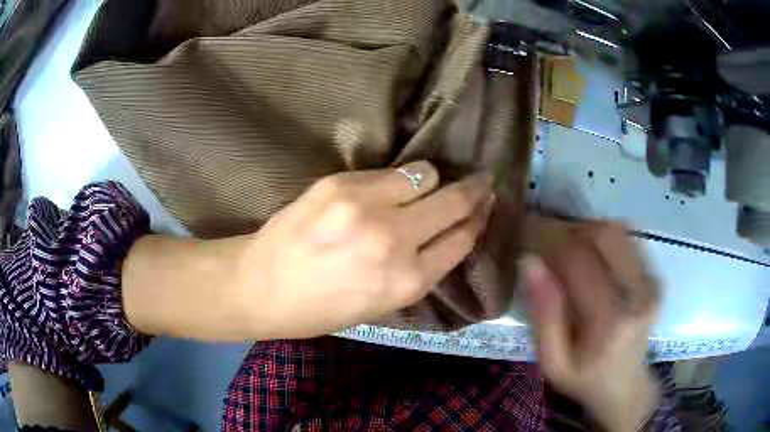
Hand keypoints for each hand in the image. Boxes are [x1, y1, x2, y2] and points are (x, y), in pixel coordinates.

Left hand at [237, 161, 494, 338]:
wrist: (261, 285)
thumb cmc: (320, 309)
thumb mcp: (380, 305)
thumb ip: (418, 270)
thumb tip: (445, 235)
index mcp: (407, 282)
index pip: (462, 240)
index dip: (478, 220)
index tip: (486, 206)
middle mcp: (395, 240)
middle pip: (454, 201)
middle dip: (475, 189)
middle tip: (484, 180)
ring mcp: (366, 206)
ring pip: (425, 174)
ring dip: (430, 181)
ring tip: (420, 189)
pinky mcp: (341, 183)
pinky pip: (388, 171)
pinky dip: (394, 180)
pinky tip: (383, 189)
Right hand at [524, 219, 660, 431]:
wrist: (625, 387)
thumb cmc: (584, 379)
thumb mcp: (552, 363)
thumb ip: (543, 316)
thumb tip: (530, 263)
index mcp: (610, 322)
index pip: (579, 260)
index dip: (551, 239)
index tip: (528, 232)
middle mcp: (639, 295)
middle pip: (603, 235)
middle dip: (570, 229)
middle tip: (547, 240)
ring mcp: (652, 283)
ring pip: (618, 230)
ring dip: (587, 230)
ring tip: (567, 247)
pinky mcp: (656, 277)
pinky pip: (629, 239)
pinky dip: (603, 238)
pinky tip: (590, 255)